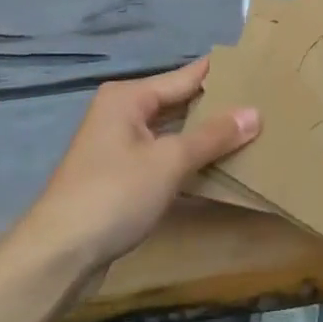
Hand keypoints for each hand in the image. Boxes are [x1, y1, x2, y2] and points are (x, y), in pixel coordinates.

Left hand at [20, 57, 259, 272]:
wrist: (59, 253)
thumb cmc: (115, 194)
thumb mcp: (169, 161)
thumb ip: (213, 136)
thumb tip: (255, 113)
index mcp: (129, 97)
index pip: (185, 77)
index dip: (220, 75)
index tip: (258, 68)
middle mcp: (121, 112)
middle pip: (177, 102)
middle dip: (215, 106)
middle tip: (263, 103)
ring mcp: (118, 145)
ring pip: (171, 131)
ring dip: (203, 135)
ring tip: (250, 131)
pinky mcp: (119, 175)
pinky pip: (162, 155)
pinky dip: (186, 158)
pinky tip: (216, 165)